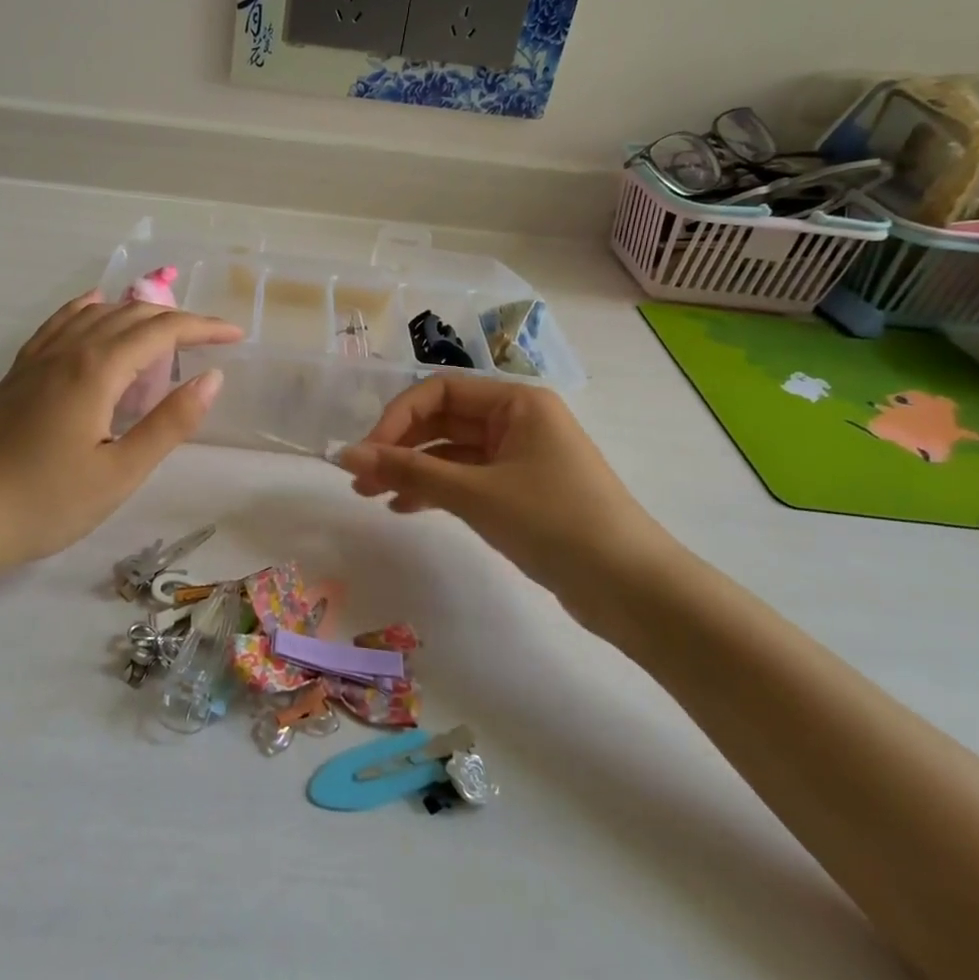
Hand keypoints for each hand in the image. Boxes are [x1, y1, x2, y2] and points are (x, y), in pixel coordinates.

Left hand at [0, 292, 241, 579]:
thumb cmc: (47, 502)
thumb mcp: (120, 473)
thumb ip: (170, 423)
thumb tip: (212, 378)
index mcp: (96, 370)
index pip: (161, 332)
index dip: (203, 328)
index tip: (236, 336)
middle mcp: (69, 350)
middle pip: (131, 316)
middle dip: (177, 319)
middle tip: (211, 338)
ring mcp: (38, 358)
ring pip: (96, 314)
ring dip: (137, 313)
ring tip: (165, 328)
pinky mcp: (19, 372)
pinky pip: (60, 323)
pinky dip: (87, 309)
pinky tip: (93, 306)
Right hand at [336, 375, 678, 631]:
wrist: (631, 588)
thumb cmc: (554, 522)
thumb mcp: (475, 493)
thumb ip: (409, 470)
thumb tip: (346, 453)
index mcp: (517, 401)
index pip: (440, 391)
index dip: (397, 417)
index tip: (366, 454)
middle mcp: (519, 420)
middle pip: (444, 420)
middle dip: (400, 446)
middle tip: (360, 480)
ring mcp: (521, 456)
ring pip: (453, 452)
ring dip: (414, 470)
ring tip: (374, 497)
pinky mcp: (522, 491)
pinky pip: (468, 478)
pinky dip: (437, 490)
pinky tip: (406, 508)